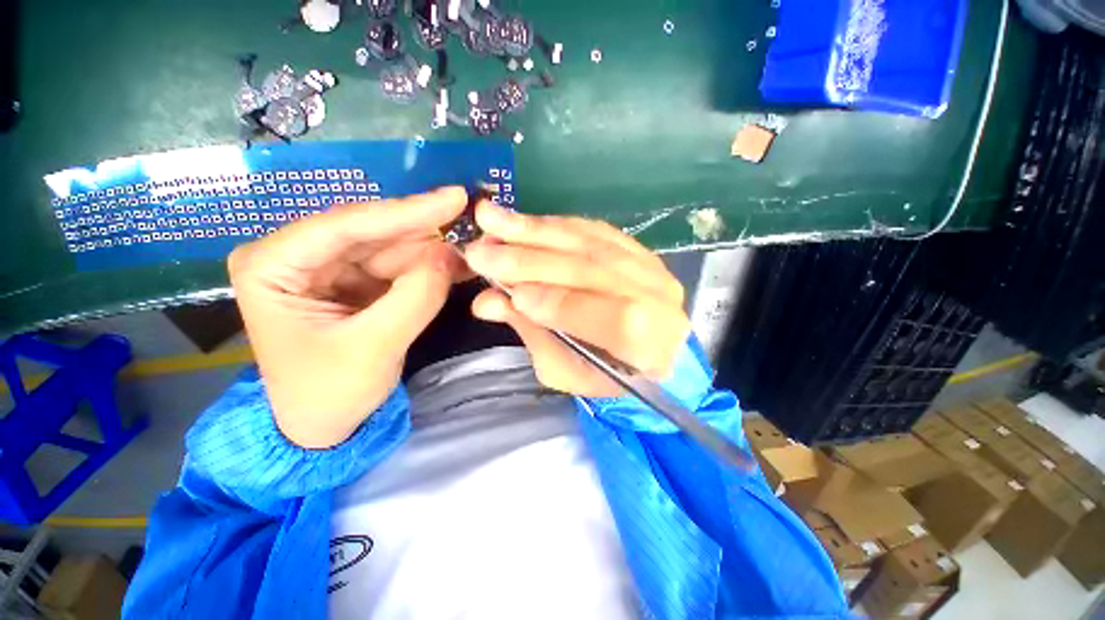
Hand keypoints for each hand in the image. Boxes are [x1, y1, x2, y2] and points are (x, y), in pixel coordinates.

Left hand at [228, 187, 468, 447]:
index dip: (405, 211)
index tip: (454, 198)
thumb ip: (414, 298)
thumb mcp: (374, 348)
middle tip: (472, 221)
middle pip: (373, 232)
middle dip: (425, 231)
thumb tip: (449, 256)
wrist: (325, 424)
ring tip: (474, 251)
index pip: (346, 226)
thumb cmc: (330, 393)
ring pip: (392, 247)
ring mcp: (329, 267)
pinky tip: (458, 266)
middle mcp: (298, 256)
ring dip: (434, 250)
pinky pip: (399, 266)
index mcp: (272, 266)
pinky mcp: (356, 281)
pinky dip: (430, 267)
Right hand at [465, 202, 690, 396]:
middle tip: (480, 251)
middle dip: (530, 261)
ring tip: (492, 220)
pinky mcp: (639, 249)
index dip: (558, 303)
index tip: (509, 293)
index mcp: (650, 347)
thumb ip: (532, 333)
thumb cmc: (603, 373)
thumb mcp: (565, 370)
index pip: (611, 317)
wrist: (648, 352)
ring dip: (536, 231)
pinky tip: (524, 221)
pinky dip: (555, 225)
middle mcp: (659, 300)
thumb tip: (487, 300)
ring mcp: (652, 268)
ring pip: (590, 243)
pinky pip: (594, 230)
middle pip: (593, 271)